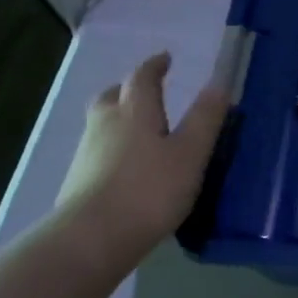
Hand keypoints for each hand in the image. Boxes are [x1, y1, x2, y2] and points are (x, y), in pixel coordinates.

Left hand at [57, 52, 230, 255]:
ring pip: (102, 124)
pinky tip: (127, 169)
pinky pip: (98, 152)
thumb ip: (205, 119)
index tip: (165, 58)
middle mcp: (105, 124)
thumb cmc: (149, 190)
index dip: (155, 66)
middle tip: (145, 92)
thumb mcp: (190, 154)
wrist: (91, 239)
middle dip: (128, 90)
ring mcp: (87, 154)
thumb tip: (219, 84)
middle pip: (112, 96)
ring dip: (119, 119)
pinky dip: (113, 149)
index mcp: (134, 111)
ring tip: (140, 132)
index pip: (142, 77)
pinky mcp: (78, 183)